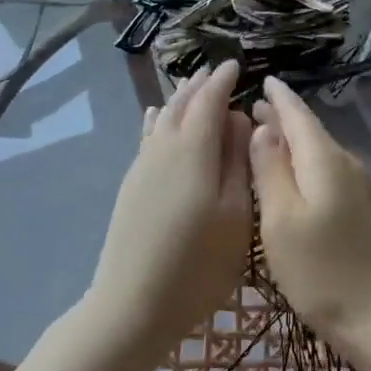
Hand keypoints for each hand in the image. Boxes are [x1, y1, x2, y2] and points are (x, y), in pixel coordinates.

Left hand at [86, 60, 252, 360]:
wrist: (132, 305)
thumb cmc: (198, 264)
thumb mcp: (236, 215)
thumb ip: (239, 163)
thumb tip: (238, 120)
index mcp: (193, 150)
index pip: (209, 101)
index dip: (223, 81)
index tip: (237, 65)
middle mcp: (163, 148)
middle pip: (181, 104)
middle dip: (199, 85)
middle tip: (216, 72)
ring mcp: (142, 166)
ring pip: (162, 118)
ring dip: (179, 99)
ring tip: (191, 85)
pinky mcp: (131, 185)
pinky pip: (147, 137)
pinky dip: (157, 119)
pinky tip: (155, 116)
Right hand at [249, 76, 370, 356]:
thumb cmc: (323, 272)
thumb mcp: (281, 221)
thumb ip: (270, 170)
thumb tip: (263, 129)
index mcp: (324, 159)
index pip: (298, 114)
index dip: (278, 97)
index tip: (262, 80)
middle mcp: (345, 164)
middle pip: (310, 132)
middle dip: (282, 118)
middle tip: (253, 109)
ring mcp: (359, 189)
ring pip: (320, 152)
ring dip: (293, 142)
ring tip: (267, 137)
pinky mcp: (363, 212)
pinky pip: (328, 173)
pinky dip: (306, 165)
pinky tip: (294, 178)